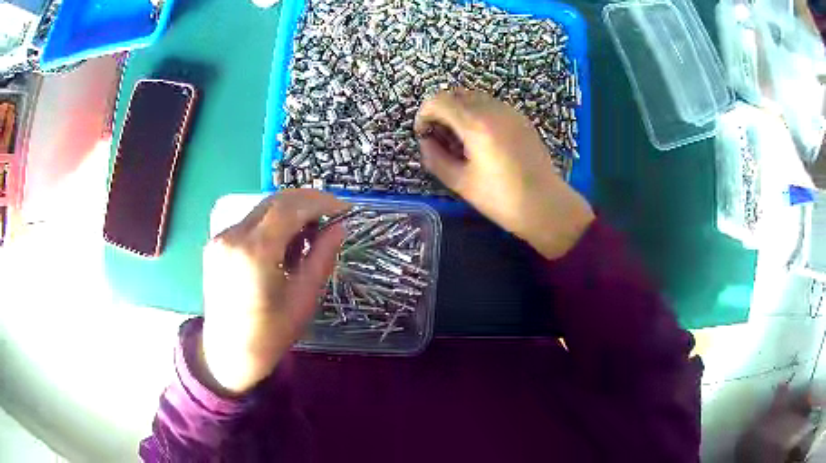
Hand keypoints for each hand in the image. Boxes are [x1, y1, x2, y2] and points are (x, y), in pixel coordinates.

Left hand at [198, 189, 348, 394]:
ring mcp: (221, 238)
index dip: (320, 202)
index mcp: (255, 252)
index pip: (290, 207)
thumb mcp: (303, 299)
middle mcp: (233, 236)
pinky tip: (283, 245)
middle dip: (307, 202)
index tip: (343, 209)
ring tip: (309, 236)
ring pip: (262, 209)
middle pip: (275, 201)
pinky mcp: (216, 244)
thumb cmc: (269, 334)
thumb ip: (321, 258)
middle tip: (330, 218)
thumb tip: (339, 228)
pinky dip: (272, 224)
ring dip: (290, 213)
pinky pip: (250, 223)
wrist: (227, 353)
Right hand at [415, 89, 594, 259]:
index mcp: (476, 124)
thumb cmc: (501, 199)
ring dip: (460, 111)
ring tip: (462, 140)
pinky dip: (479, 114)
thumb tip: (426, 142)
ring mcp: (510, 112)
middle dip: (441, 111)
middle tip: (442, 137)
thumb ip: (435, 159)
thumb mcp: (461, 183)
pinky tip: (483, 141)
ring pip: (475, 97)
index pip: (438, 100)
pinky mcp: (521, 119)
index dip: (424, 114)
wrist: (546, 205)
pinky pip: (492, 106)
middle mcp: (493, 109)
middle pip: (456, 94)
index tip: (424, 135)